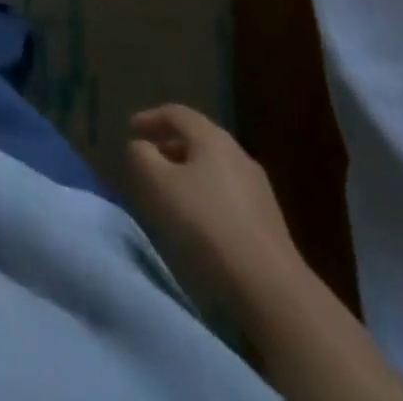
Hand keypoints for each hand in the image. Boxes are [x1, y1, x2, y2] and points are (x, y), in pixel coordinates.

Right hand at [127, 104, 304, 320]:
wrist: (271, 288)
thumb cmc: (207, 225)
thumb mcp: (158, 184)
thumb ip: (141, 156)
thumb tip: (140, 146)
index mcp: (212, 138)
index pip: (176, 113)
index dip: (150, 118)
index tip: (130, 130)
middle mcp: (238, 154)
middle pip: (197, 139)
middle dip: (169, 145)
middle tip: (147, 160)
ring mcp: (258, 188)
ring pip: (213, 167)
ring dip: (187, 172)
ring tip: (169, 192)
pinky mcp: (268, 220)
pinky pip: (227, 192)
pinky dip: (205, 194)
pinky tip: (198, 218)